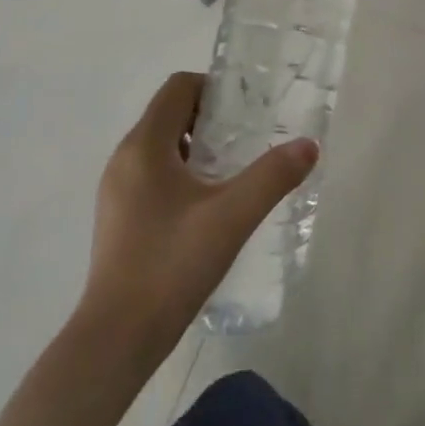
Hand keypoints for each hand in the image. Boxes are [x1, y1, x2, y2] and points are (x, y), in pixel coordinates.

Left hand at [80, 72, 317, 369]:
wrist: (116, 339)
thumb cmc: (171, 265)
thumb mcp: (231, 217)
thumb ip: (272, 176)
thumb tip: (308, 145)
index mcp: (144, 145)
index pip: (178, 87)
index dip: (214, 86)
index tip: (247, 107)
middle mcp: (124, 158)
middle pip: (169, 113)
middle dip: (210, 117)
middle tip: (248, 137)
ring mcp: (117, 189)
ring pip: (160, 145)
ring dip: (196, 145)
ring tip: (233, 171)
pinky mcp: (118, 216)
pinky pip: (152, 173)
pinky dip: (181, 172)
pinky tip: (207, 206)